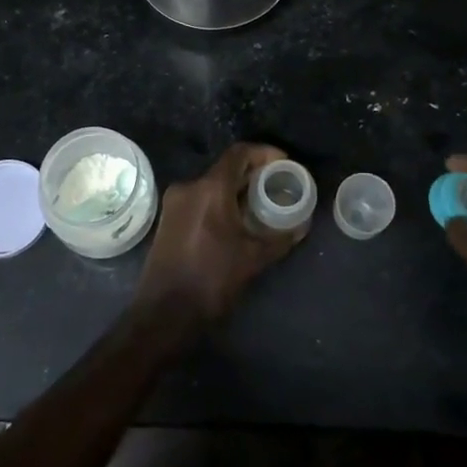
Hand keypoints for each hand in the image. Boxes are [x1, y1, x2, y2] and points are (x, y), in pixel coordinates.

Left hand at [134, 142, 308, 326]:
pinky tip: (235, 220)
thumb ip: (279, 238)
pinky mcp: (168, 218)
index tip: (283, 162)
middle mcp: (189, 187)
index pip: (239, 153)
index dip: (264, 153)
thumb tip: (301, 226)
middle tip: (275, 184)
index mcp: (209, 189)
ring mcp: (174, 202)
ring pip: (211, 184)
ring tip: (258, 203)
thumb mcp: (253, 259)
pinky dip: (219, 201)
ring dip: (235, 189)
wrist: (164, 313)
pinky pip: (199, 198)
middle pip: (225, 168)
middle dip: (252, 173)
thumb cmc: (212, 280)